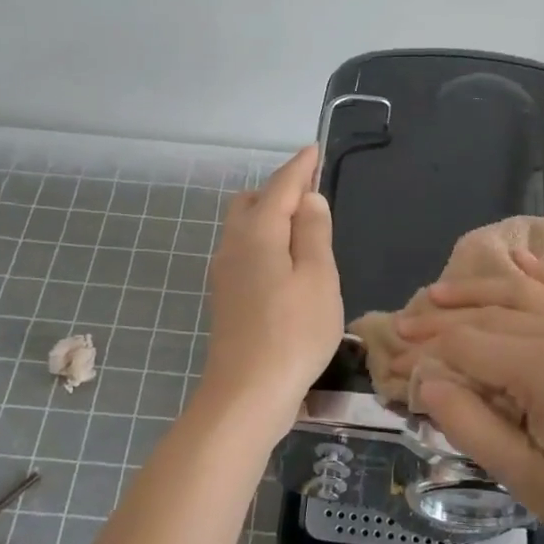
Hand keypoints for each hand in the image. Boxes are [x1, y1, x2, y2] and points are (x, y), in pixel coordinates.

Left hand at [199, 146, 342, 420]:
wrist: (246, 393)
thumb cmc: (293, 333)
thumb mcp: (318, 278)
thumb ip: (313, 233)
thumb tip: (309, 199)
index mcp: (257, 233)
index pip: (280, 186)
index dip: (300, 166)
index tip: (314, 149)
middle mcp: (233, 245)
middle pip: (252, 202)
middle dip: (280, 189)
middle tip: (313, 194)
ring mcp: (225, 273)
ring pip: (244, 227)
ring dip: (271, 216)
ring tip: (304, 227)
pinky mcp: (226, 297)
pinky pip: (245, 251)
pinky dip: (265, 242)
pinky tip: (285, 263)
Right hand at [397, 249, 543, 543]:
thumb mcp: (530, 479)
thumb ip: (472, 425)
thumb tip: (428, 383)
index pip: (468, 346)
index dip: (428, 351)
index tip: (394, 358)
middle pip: (490, 316)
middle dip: (442, 320)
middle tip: (402, 325)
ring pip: (523, 294)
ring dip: (477, 290)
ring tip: (437, 293)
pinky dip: (538, 273)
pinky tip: (515, 259)